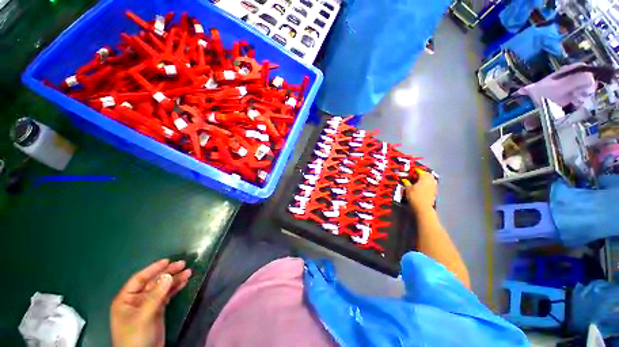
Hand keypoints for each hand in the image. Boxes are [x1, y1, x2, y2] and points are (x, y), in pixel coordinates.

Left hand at [110, 259, 191, 346]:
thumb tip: (168, 275)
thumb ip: (155, 296)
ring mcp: (147, 305)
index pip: (139, 279)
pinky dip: (174, 289)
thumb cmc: (136, 336)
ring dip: (174, 280)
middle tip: (183, 264)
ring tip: (188, 272)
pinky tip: (183, 283)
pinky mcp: (157, 311)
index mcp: (126, 299)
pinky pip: (166, 296)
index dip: (153, 269)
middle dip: (168, 273)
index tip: (168, 261)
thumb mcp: (144, 316)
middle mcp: (136, 300)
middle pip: (153, 282)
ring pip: (162, 288)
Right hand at [404, 170, 436, 211]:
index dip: (416, 170)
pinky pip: (431, 185)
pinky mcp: (434, 192)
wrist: (423, 208)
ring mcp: (433, 187)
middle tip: (416, 175)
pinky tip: (422, 187)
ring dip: (426, 179)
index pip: (420, 171)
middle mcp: (430, 181)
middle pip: (428, 174)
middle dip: (422, 174)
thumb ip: (406, 183)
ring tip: (419, 180)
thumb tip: (404, 180)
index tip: (412, 171)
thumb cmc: (414, 196)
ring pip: (431, 179)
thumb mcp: (408, 189)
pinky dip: (427, 184)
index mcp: (424, 178)